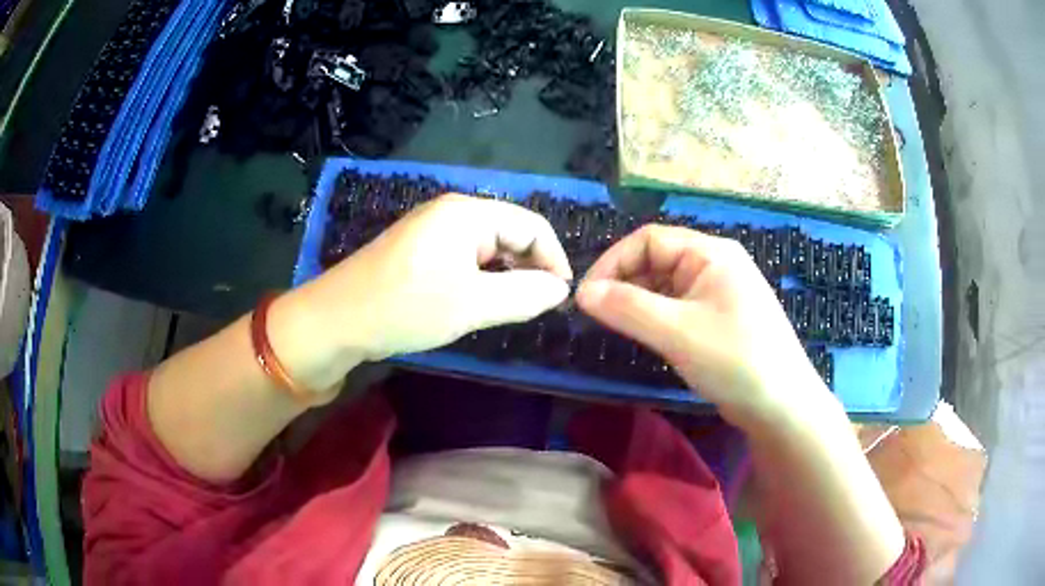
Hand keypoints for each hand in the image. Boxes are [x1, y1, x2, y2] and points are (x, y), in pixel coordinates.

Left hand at [293, 194, 572, 365]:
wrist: (336, 321)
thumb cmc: (405, 307)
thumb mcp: (472, 304)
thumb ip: (524, 295)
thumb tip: (559, 290)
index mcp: (467, 213)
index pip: (531, 225)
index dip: (553, 260)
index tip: (559, 298)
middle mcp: (451, 212)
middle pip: (509, 233)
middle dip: (528, 268)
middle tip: (533, 308)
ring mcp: (431, 230)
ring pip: (486, 249)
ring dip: (503, 277)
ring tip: (505, 310)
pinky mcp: (418, 251)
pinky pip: (464, 259)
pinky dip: (479, 280)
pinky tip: (474, 304)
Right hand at [575, 225, 832, 428]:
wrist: (782, 407)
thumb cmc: (735, 360)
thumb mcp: (677, 332)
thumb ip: (627, 308)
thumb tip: (581, 292)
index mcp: (711, 253)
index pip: (649, 239)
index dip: (613, 262)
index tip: (587, 296)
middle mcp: (717, 265)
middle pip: (658, 260)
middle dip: (625, 283)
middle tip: (598, 316)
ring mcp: (721, 293)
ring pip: (667, 286)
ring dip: (639, 301)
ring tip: (617, 328)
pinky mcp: (722, 319)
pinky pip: (680, 307)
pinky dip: (657, 317)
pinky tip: (647, 337)